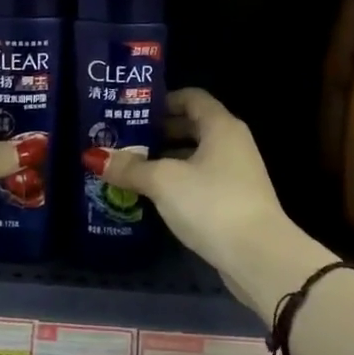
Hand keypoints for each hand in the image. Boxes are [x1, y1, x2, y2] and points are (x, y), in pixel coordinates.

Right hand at [103, 89, 298, 313]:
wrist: (258, 257)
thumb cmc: (211, 203)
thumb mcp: (163, 181)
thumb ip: (130, 167)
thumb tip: (95, 157)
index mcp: (221, 126)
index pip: (191, 98)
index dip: (162, 101)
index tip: (132, 112)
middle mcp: (232, 144)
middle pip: (192, 127)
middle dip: (158, 133)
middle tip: (123, 141)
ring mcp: (236, 174)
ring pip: (195, 157)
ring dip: (165, 161)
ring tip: (130, 169)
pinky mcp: (234, 202)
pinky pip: (200, 182)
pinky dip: (177, 183)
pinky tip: (152, 196)